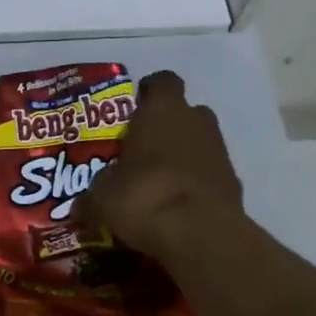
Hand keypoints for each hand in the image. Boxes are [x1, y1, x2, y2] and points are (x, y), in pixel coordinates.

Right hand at [80, 71, 242, 260]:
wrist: (200, 235)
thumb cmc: (144, 196)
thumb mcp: (102, 198)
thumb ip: (92, 196)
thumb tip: (81, 206)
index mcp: (162, 110)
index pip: (162, 81)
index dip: (149, 92)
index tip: (134, 108)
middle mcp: (196, 121)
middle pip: (183, 112)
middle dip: (165, 128)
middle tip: (140, 151)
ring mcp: (220, 151)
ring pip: (198, 144)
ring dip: (181, 157)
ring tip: (156, 184)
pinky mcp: (234, 183)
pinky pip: (208, 175)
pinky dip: (195, 185)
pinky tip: (175, 208)